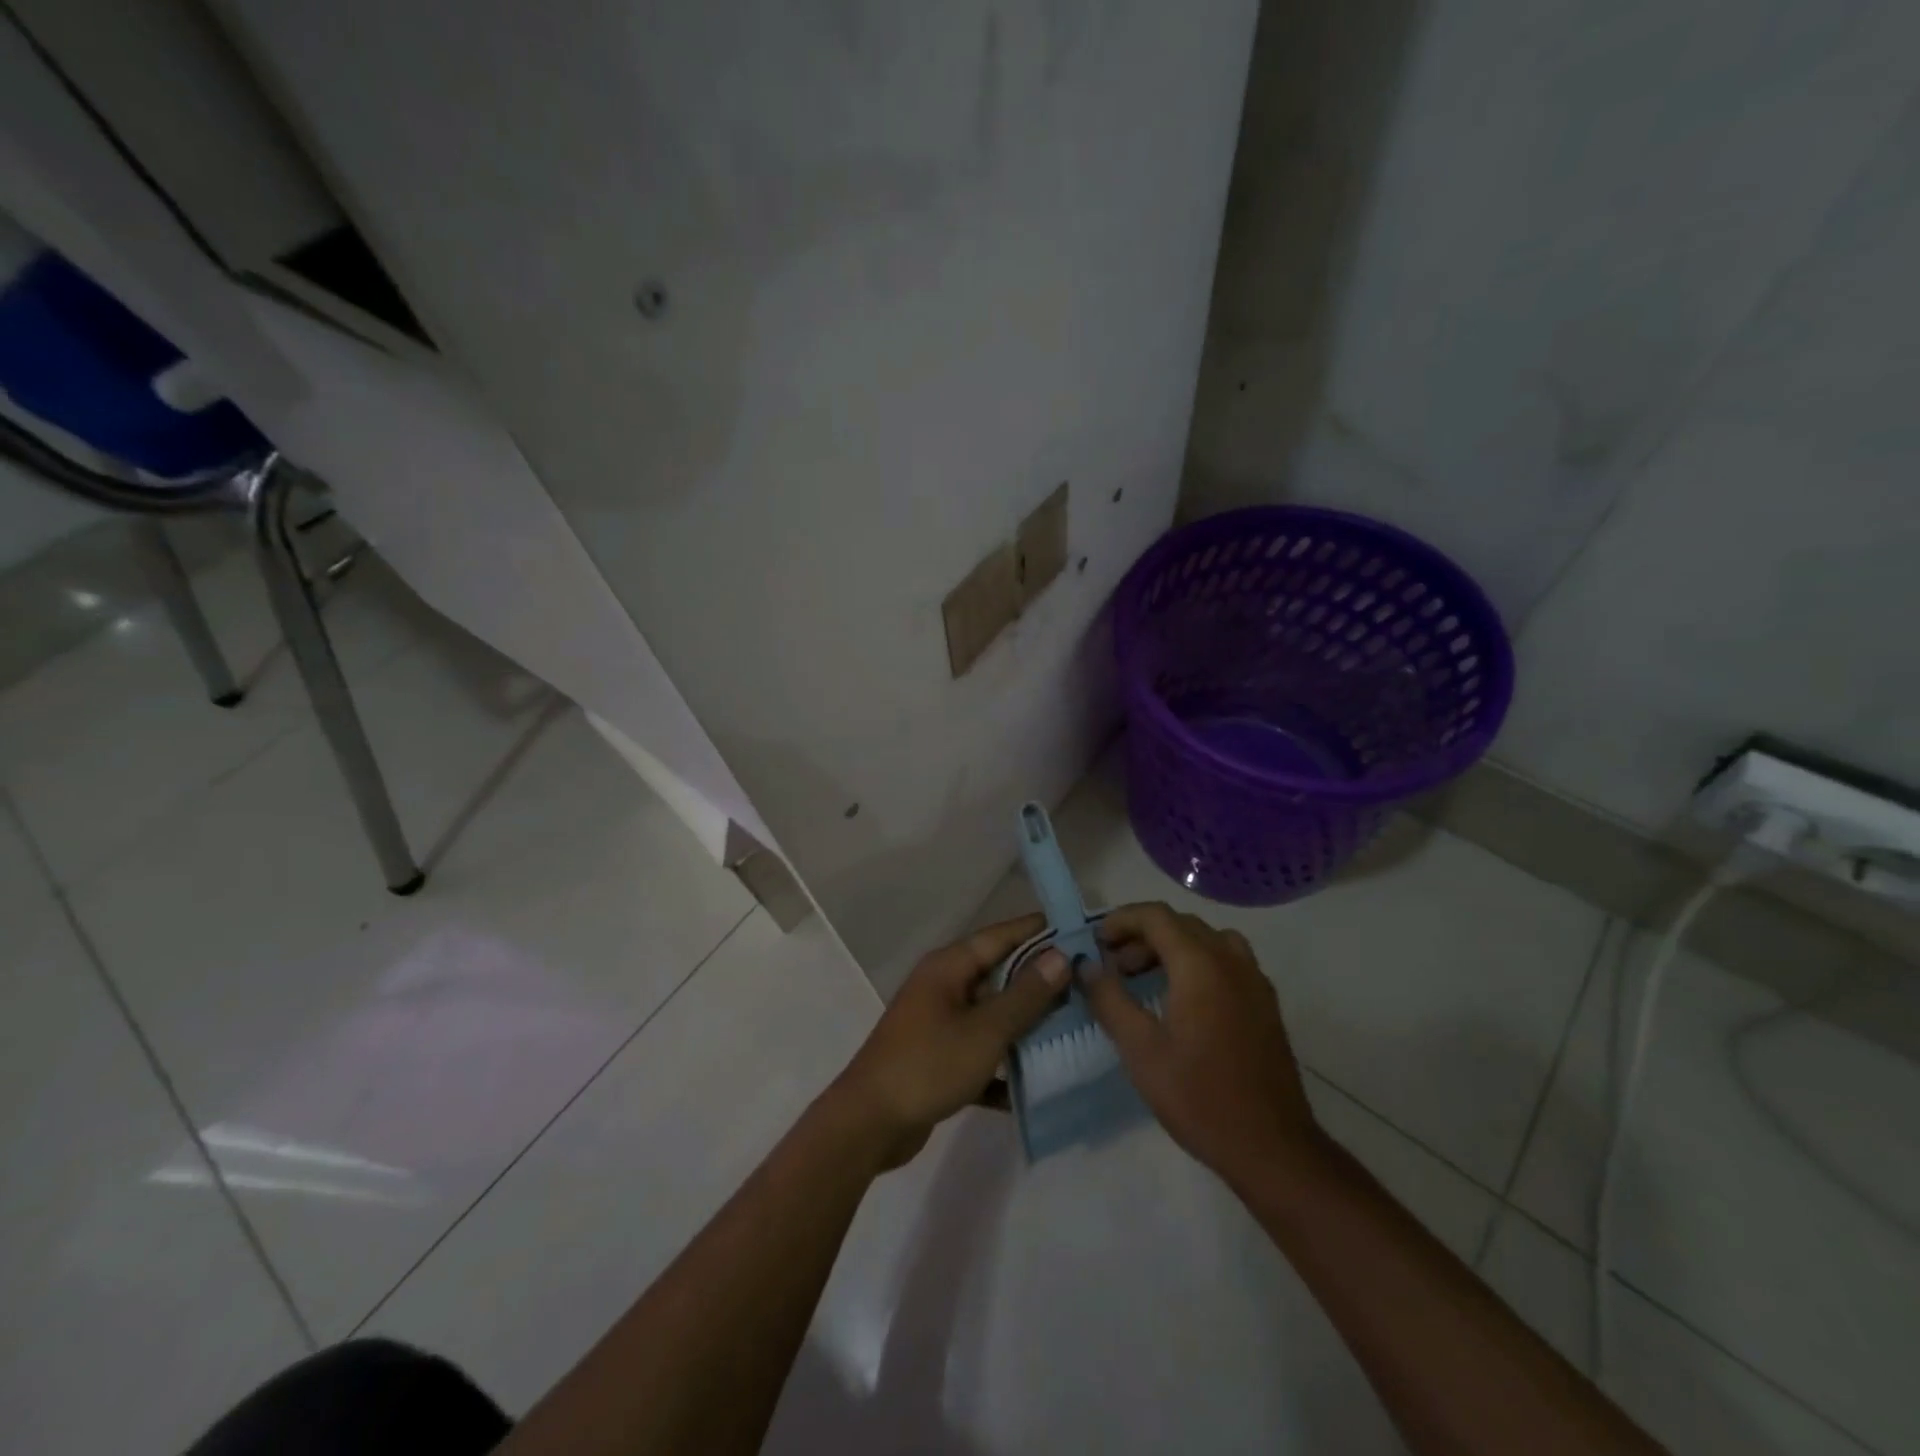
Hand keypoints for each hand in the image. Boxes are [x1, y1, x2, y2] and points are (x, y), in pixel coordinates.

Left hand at [830, 913, 1068, 1168]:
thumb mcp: (985, 1030)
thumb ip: (1025, 995)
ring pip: (991, 1015)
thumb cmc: (928, 1065)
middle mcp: (943, 986)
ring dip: (1025, 1024)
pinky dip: (1003, 1063)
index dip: (1039, 931)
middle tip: (1086, 985)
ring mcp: (938, 1022)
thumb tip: (1060, 955)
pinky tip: (1036, 1083)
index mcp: (949, 967)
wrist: (869, 1124)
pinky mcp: (937, 1058)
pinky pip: (980, 1051)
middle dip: (1039, 981)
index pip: (1001, 936)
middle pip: (998, 974)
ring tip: (1072, 1029)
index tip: (1079, 931)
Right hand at [1084, 902, 1319, 1183]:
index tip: (1096, 941)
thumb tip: (1087, 965)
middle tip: (1114, 965)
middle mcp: (1231, 960)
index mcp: (1200, 964)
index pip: (1156, 916)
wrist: (1272, 1147)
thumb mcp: (1140, 1050)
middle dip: (1142, 935)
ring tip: (1145, 978)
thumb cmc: (1199, 1097)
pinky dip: (1197, 961)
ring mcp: (1254, 980)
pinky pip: (1227, 960)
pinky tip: (1182, 1000)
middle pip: (1181, 924)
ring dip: (1171, 947)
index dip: (1121, 920)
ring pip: (1206, 939)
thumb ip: (1110, 999)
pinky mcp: (1265, 1002)